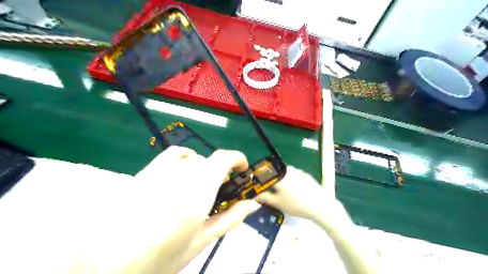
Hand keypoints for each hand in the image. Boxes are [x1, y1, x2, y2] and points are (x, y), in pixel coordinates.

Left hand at [132, 146, 260, 272]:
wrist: (107, 263)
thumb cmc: (159, 258)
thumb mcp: (201, 242)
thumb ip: (230, 218)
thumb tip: (252, 204)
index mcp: (198, 193)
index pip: (224, 158)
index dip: (238, 159)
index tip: (242, 170)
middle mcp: (182, 175)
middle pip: (211, 161)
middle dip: (221, 174)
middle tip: (218, 193)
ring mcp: (162, 171)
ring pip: (195, 159)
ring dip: (204, 170)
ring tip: (197, 189)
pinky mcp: (148, 170)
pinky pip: (174, 153)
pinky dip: (185, 158)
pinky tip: (183, 172)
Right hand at [257, 167, 343, 222]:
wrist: (320, 205)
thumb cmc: (296, 205)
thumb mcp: (277, 204)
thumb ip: (264, 197)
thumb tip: (255, 194)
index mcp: (278, 176)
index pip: (264, 175)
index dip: (260, 181)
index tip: (260, 187)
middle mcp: (286, 170)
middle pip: (274, 173)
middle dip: (272, 181)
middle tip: (273, 192)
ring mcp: (297, 171)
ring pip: (284, 174)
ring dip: (282, 180)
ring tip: (285, 193)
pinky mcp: (305, 174)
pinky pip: (293, 175)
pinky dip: (291, 181)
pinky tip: (295, 191)